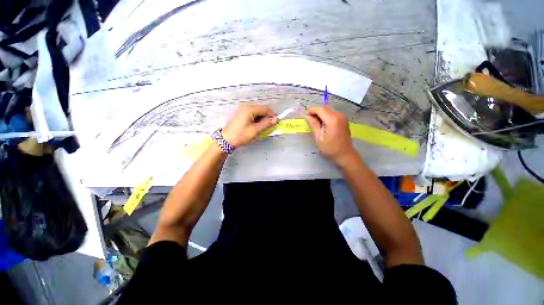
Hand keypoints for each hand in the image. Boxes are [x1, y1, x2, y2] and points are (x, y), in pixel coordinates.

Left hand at [222, 104, 276, 147]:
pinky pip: (252, 114)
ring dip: (262, 118)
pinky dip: (257, 119)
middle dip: (267, 117)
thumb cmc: (241, 135)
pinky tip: (257, 126)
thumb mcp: (255, 130)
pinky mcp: (240, 114)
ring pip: (257, 112)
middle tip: (270, 126)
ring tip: (264, 127)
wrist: (226, 140)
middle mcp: (246, 107)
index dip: (272, 115)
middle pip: (261, 109)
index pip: (265, 109)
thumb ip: (266, 124)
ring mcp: (242, 110)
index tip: (276, 122)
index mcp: (249, 109)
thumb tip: (276, 120)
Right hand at [305, 106, 355, 163]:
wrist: (345, 154)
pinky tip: (321, 122)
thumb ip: (313, 125)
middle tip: (308, 118)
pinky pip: (332, 113)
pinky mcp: (343, 119)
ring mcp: (342, 116)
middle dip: (315, 111)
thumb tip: (307, 116)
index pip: (319, 109)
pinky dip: (325, 114)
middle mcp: (339, 115)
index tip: (304, 115)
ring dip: (320, 112)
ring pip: (328, 109)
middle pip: (324, 107)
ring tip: (314, 120)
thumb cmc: (330, 148)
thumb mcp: (319, 138)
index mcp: (332, 120)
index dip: (311, 110)